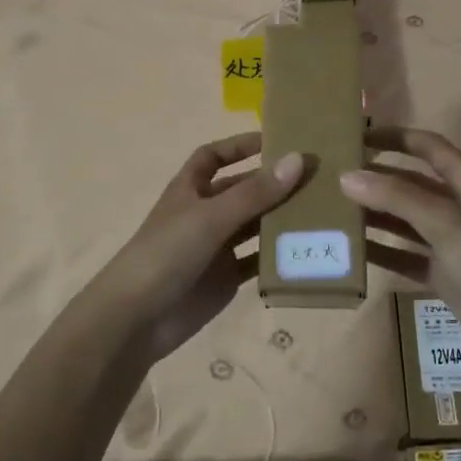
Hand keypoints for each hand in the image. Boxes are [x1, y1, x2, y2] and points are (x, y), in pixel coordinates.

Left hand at [86, 132, 305, 364]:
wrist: (137, 319)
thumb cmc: (167, 254)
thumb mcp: (211, 217)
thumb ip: (255, 192)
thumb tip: (298, 159)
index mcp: (190, 190)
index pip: (213, 157)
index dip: (239, 146)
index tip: (275, 141)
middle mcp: (203, 214)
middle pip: (242, 191)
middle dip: (273, 184)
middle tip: (317, 178)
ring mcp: (215, 248)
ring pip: (254, 226)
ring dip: (280, 219)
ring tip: (323, 211)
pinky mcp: (226, 279)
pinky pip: (257, 262)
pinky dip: (278, 257)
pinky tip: (307, 251)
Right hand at [340, 127, 460, 352]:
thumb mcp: (444, 220)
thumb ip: (396, 197)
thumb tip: (347, 177)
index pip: (428, 147)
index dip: (396, 137)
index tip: (359, 137)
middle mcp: (458, 208)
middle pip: (411, 184)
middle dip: (377, 179)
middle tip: (335, 178)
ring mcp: (449, 242)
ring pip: (404, 220)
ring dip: (374, 215)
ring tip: (335, 211)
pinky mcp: (441, 273)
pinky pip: (403, 255)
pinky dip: (381, 251)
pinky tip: (351, 251)